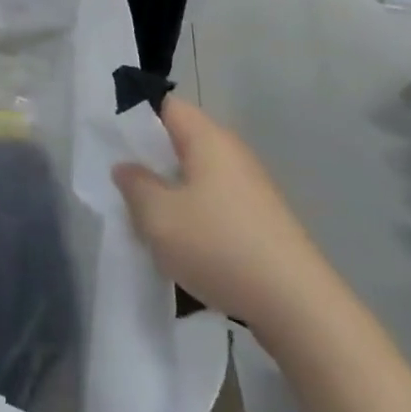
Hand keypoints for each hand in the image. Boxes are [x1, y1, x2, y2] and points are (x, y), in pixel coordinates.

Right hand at [114, 97, 337, 340]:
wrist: (297, 305)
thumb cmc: (218, 246)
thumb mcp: (158, 217)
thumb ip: (135, 186)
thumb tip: (127, 167)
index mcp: (208, 139)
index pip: (167, 106)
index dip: (137, 119)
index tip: (113, 144)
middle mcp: (233, 154)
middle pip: (182, 143)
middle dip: (152, 163)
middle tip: (124, 187)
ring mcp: (252, 188)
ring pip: (198, 178)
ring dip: (172, 195)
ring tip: (149, 223)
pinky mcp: (262, 221)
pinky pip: (216, 205)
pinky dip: (195, 218)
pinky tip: (184, 249)